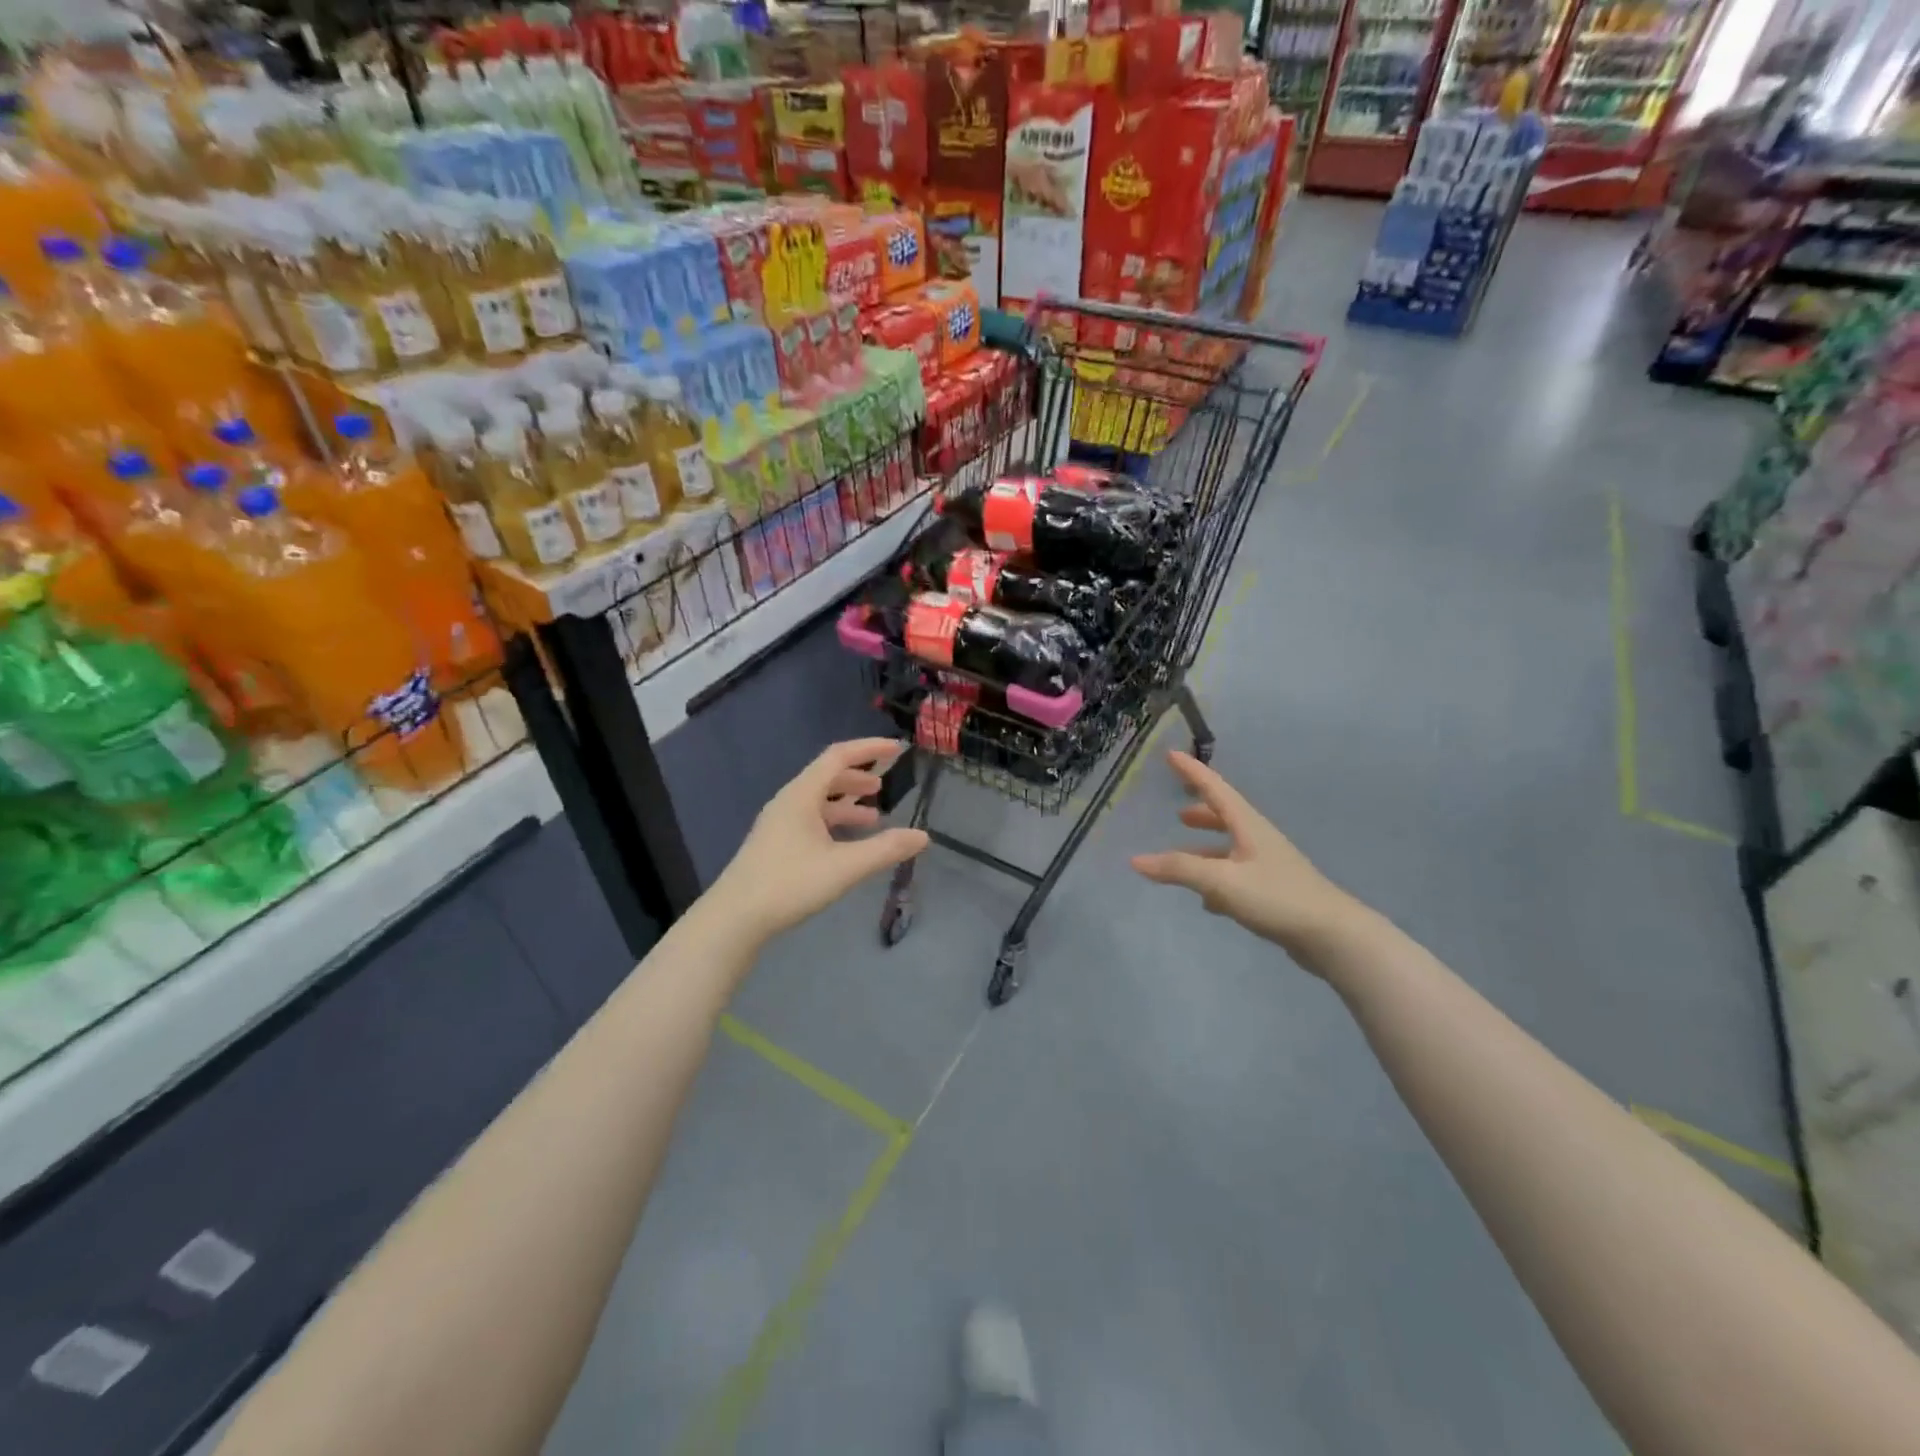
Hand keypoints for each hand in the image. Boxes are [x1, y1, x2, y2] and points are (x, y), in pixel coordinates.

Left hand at [713, 738, 928, 944]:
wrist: (734, 918)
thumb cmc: (789, 884)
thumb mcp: (844, 867)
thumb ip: (885, 850)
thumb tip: (923, 836)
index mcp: (801, 795)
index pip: (838, 756)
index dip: (869, 749)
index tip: (896, 749)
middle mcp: (788, 802)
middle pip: (826, 776)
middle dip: (858, 777)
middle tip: (883, 787)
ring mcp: (778, 824)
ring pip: (818, 801)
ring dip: (846, 803)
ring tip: (873, 818)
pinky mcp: (774, 844)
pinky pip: (810, 819)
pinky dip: (833, 822)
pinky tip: (846, 844)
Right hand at [1130, 751, 1359, 964]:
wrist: (1332, 936)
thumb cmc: (1276, 897)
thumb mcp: (1221, 881)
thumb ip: (1178, 870)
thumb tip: (1136, 860)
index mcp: (1248, 826)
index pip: (1215, 789)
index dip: (1192, 772)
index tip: (1171, 754)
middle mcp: (1259, 840)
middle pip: (1226, 817)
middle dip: (1202, 812)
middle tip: (1178, 811)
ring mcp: (1268, 866)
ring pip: (1230, 849)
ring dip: (1206, 848)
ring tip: (1181, 855)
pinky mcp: (1273, 892)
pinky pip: (1236, 876)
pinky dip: (1217, 880)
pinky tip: (1206, 901)